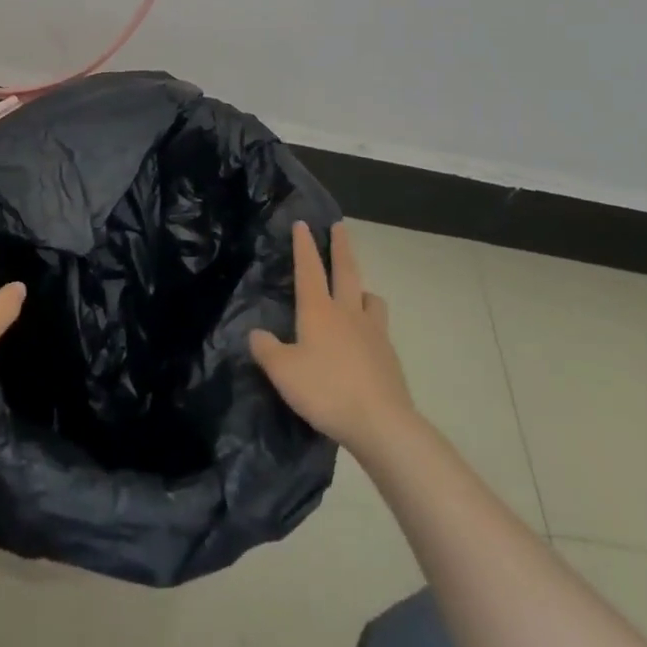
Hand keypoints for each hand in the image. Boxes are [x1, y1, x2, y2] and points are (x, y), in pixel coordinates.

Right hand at [250, 221, 417, 460]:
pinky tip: (367, 339)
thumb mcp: (283, 373)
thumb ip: (267, 350)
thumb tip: (257, 334)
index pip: (309, 269)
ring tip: (358, 290)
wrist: (381, 423)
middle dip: (341, 247)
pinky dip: (372, 323)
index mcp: (318, 311)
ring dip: (362, 288)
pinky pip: (379, 328)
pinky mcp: (389, 357)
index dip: (304, 245)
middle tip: (340, 227)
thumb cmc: (326, 391)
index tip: (303, 223)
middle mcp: (347, 313)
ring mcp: (373, 333)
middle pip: (346, 271)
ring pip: (370, 299)